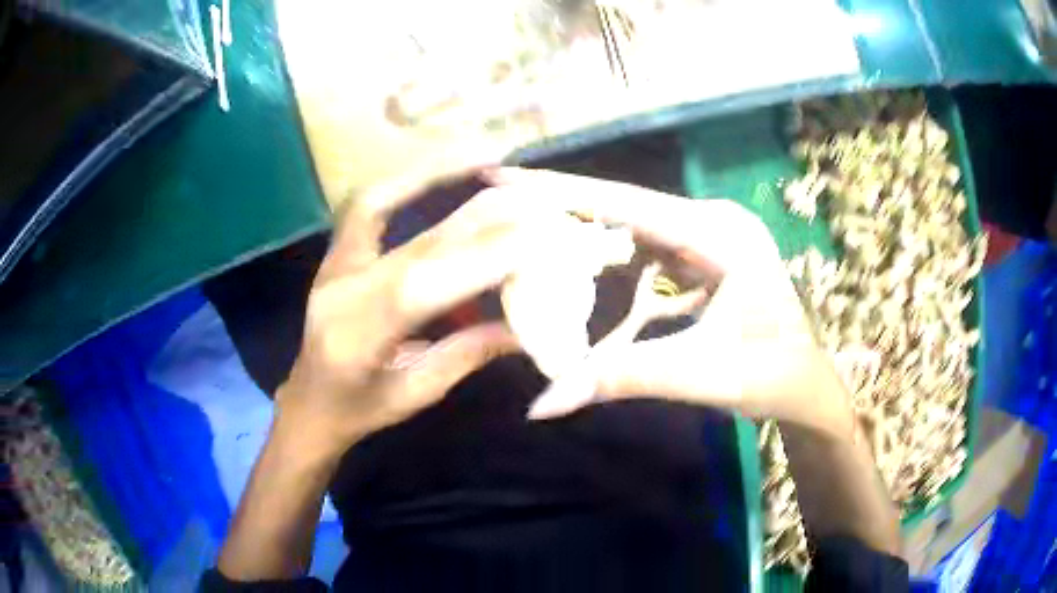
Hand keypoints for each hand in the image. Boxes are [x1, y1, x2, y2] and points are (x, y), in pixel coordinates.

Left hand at [274, 160, 580, 459]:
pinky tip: (440, 167)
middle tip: (535, 200)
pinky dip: (406, 180)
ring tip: (487, 155)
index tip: (537, 238)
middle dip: (483, 221)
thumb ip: (468, 354)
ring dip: (436, 173)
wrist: (307, 403)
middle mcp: (339, 293)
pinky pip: (367, 205)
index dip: (478, 260)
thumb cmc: (359, 410)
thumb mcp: (416, 394)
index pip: (420, 289)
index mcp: (356, 340)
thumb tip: (528, 326)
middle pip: (416, 246)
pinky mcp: (335, 254)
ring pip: (381, 204)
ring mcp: (332, 266)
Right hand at [489, 169, 853, 435]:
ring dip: (584, 229)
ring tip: (524, 226)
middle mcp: (713, 221)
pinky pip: (648, 248)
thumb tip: (541, 404)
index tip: (502, 177)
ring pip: (634, 225)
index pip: (627, 202)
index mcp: (720, 233)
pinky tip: (578, 262)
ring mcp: (711, 236)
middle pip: (625, 206)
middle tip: (498, 202)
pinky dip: (611, 257)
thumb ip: (621, 379)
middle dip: (562, 205)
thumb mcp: (698, 375)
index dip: (561, 189)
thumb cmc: (769, 376)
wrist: (806, 386)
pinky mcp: (706, 255)